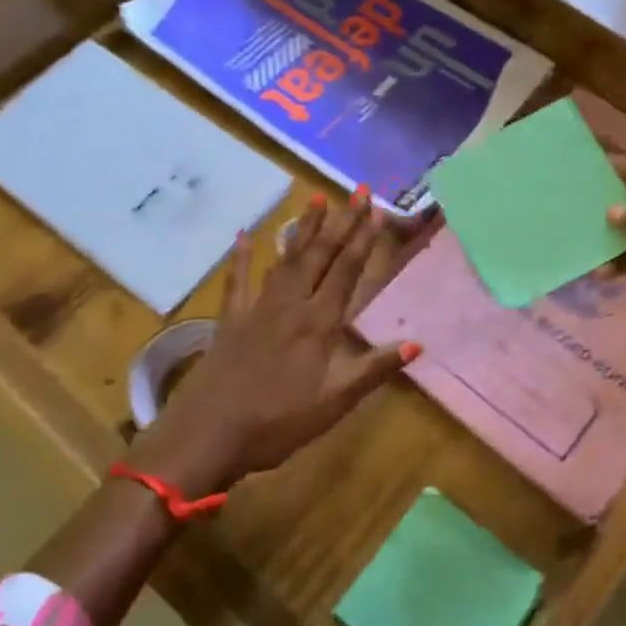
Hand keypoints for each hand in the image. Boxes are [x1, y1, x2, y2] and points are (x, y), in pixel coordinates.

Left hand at [135, 192, 420, 493]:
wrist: (209, 434)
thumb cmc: (278, 424)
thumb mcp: (334, 403)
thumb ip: (373, 369)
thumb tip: (416, 344)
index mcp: (319, 325)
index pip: (347, 273)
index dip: (363, 241)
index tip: (377, 210)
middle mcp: (291, 306)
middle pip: (320, 256)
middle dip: (341, 222)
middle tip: (356, 191)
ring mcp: (257, 309)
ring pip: (285, 259)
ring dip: (303, 229)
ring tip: (316, 198)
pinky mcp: (231, 320)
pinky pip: (238, 280)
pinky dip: (243, 256)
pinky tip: (245, 234)